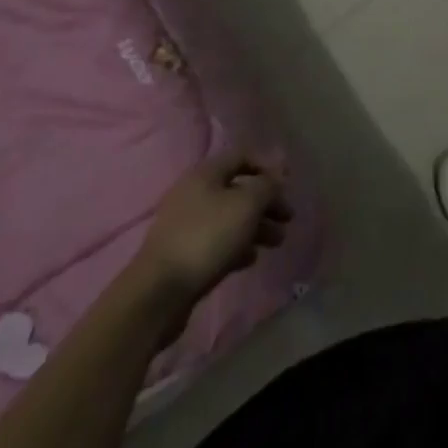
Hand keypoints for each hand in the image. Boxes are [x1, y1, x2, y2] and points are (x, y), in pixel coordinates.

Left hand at [138, 149, 290, 305]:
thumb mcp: (246, 205)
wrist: (159, 292)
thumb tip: (277, 176)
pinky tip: (250, 259)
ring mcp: (187, 224)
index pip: (242, 156)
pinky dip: (237, 246)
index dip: (268, 167)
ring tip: (277, 243)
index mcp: (206, 173)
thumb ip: (267, 186)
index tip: (288, 186)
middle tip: (288, 219)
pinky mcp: (184, 253)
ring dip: (257, 227)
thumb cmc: (207, 237)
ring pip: (230, 218)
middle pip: (238, 189)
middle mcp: (194, 192)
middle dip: (266, 203)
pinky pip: (217, 241)